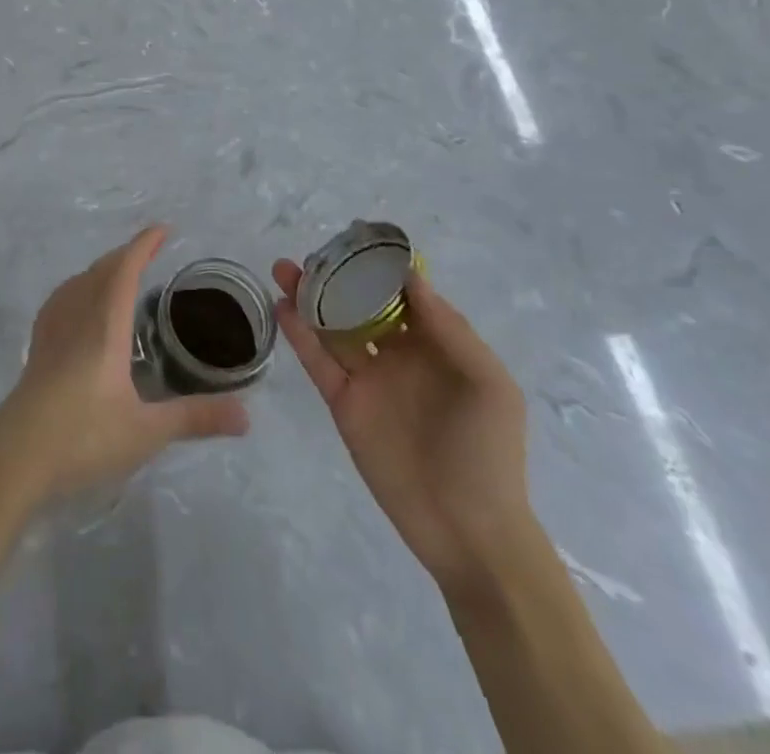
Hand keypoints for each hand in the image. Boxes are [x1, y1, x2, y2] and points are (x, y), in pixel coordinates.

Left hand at [0, 227, 249, 503]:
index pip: (125, 270)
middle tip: (151, 252)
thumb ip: (195, 418)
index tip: (163, 228)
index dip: (144, 245)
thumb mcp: (146, 432)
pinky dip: (79, 288)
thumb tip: (247, 416)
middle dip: (126, 254)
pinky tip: (79, 306)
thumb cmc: (83, 437)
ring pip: (78, 282)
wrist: (14, 457)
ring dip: (102, 269)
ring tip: (120, 274)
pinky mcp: (37, 349)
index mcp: (104, 325)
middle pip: (101, 270)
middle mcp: (77, 316)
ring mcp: (52, 331)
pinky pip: (61, 300)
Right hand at [273, 261, 532, 593]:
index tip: (355, 240)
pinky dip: (300, 334)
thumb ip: (450, 329)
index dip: (380, 268)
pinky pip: (318, 362)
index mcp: (436, 346)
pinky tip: (283, 307)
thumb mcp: (487, 384)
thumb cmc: (487, 451)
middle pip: (360, 306)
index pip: (403, 295)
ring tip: (284, 270)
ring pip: (332, 327)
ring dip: (309, 298)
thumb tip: (411, 277)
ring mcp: (368, 379)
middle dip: (336, 279)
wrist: (467, 529)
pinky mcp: (343, 403)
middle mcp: (398, 355)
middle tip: (310, 255)